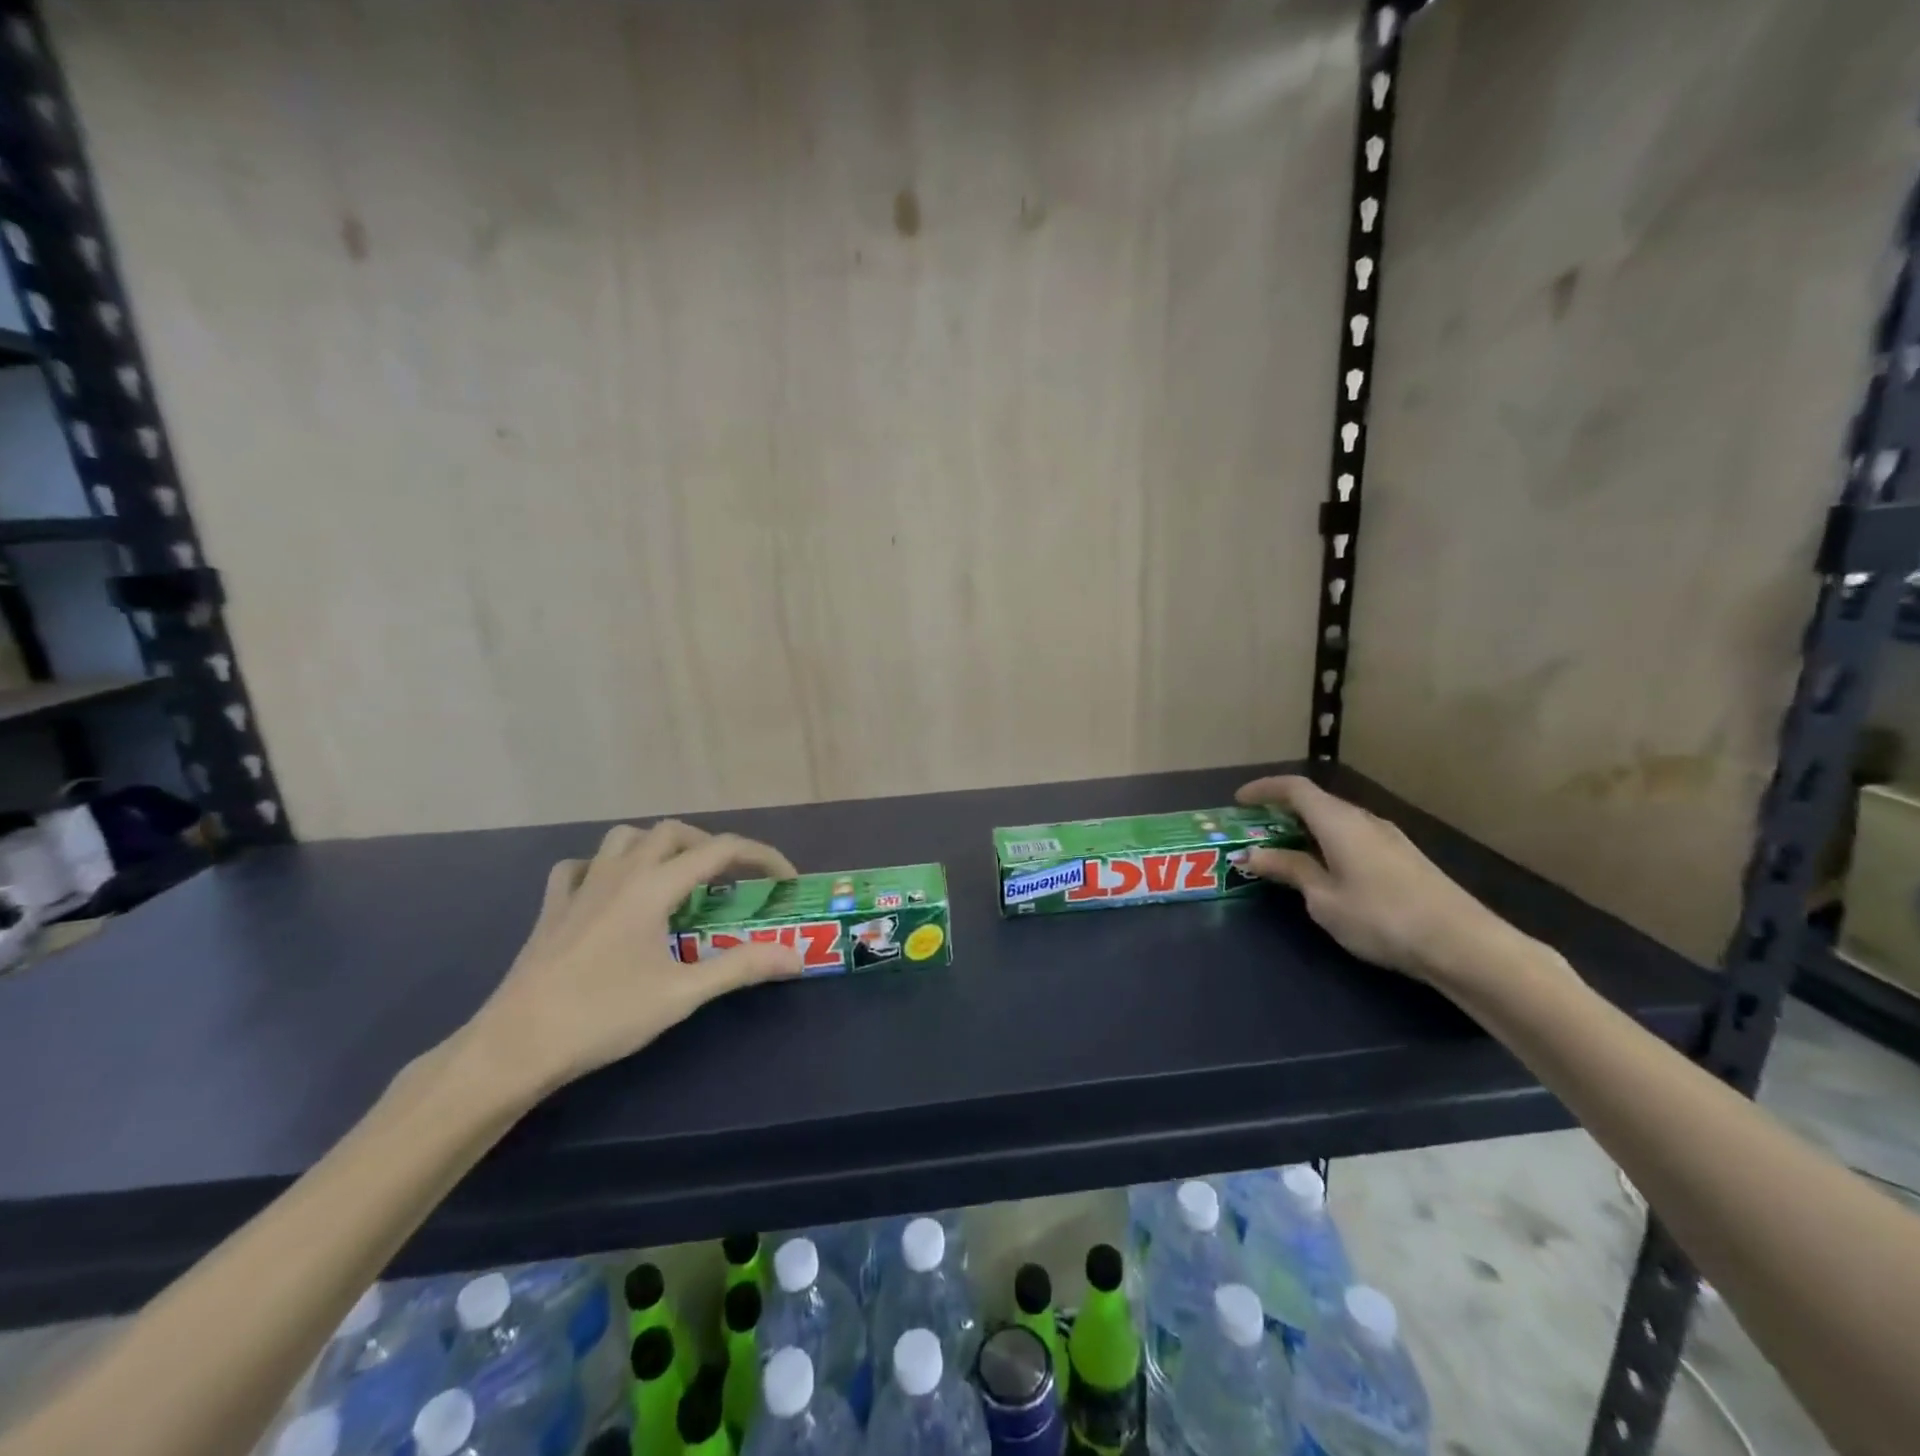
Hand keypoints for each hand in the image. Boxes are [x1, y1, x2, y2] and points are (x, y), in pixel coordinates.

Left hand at [464, 821, 802, 1095]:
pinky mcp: (553, 908)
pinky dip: (605, 866)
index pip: (721, 849)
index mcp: (653, 886)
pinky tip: (611, 891)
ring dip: (659, 847)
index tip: (784, 881)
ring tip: (677, 879)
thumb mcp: (682, 994)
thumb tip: (795, 955)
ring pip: (625, 838)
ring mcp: (581, 887)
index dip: (762, 856)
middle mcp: (619, 873)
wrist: (514, 1046)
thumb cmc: (602, 1016)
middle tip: (730, 881)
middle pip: (674, 832)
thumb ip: (742, 967)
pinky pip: (581, 866)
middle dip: (711, 847)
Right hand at [1236, 775, 1526, 991]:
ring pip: (1337, 821)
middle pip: (1317, 802)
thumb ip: (1290, 870)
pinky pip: (1354, 837)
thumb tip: (1255, 853)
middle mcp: (1364, 820)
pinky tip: (1326, 871)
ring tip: (1286, 854)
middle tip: (1257, 831)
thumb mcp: (1324, 899)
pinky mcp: (1404, 857)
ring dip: (1307, 829)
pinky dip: (1329, 842)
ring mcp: (1388, 838)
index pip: (1295, 788)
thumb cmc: (1381, 917)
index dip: (1264, 789)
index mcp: (1339, 821)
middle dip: (1282, 811)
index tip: (1239, 802)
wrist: (1462, 944)